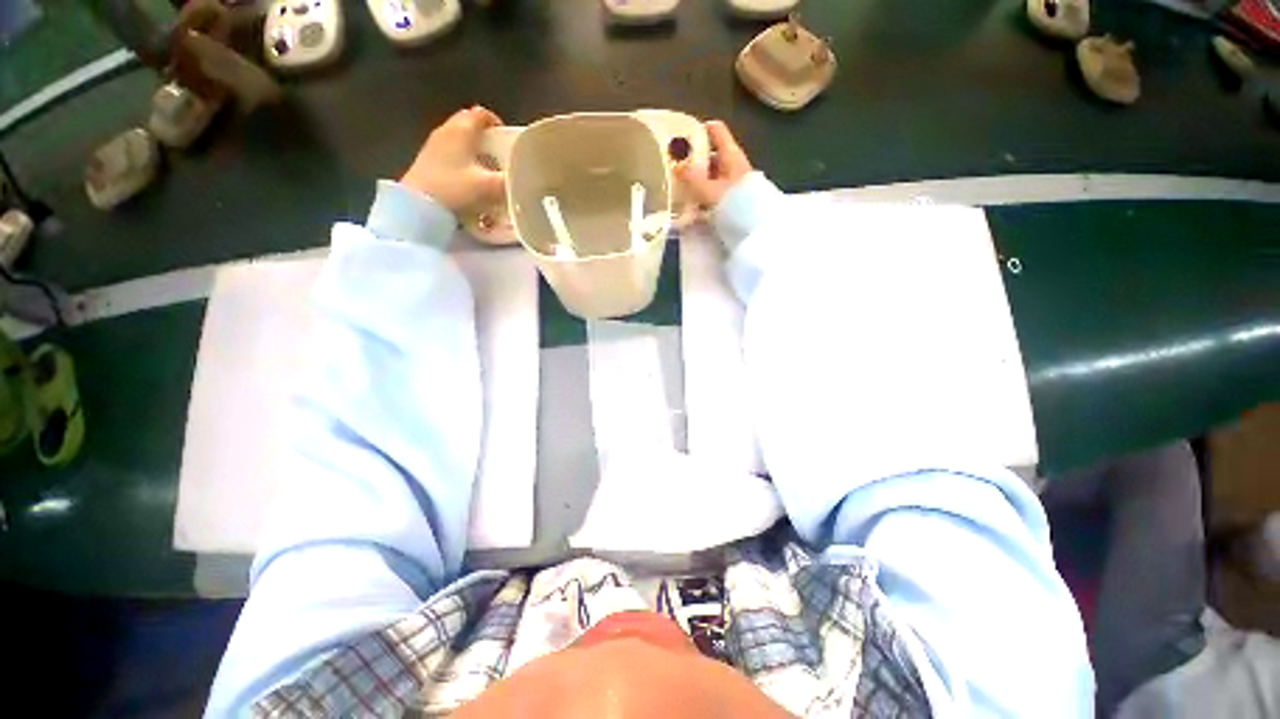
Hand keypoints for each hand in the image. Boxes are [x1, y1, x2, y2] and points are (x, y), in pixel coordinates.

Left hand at [400, 106, 505, 211]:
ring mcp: (434, 145)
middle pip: (469, 125)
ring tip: (487, 170)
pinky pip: (450, 153)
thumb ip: (510, 181)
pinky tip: (470, 180)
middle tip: (500, 156)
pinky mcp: (427, 161)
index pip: (481, 114)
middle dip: (486, 138)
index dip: (497, 123)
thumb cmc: (455, 188)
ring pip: (459, 140)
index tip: (508, 139)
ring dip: (474, 150)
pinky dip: (463, 161)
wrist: (419, 205)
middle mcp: (447, 131)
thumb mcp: (490, 187)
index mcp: (463, 131)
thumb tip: (526, 181)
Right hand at [674, 120, 753, 207]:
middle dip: (694, 161)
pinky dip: (704, 195)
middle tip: (676, 169)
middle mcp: (734, 164)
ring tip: (681, 190)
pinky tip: (692, 205)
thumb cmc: (731, 202)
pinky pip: (716, 192)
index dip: (700, 129)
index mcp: (731, 154)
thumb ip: (689, 176)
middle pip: (712, 155)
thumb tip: (675, 164)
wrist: (752, 226)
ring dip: (698, 181)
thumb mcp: (706, 188)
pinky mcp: (734, 199)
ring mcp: (735, 182)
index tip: (683, 136)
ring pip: (713, 175)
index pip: (716, 130)